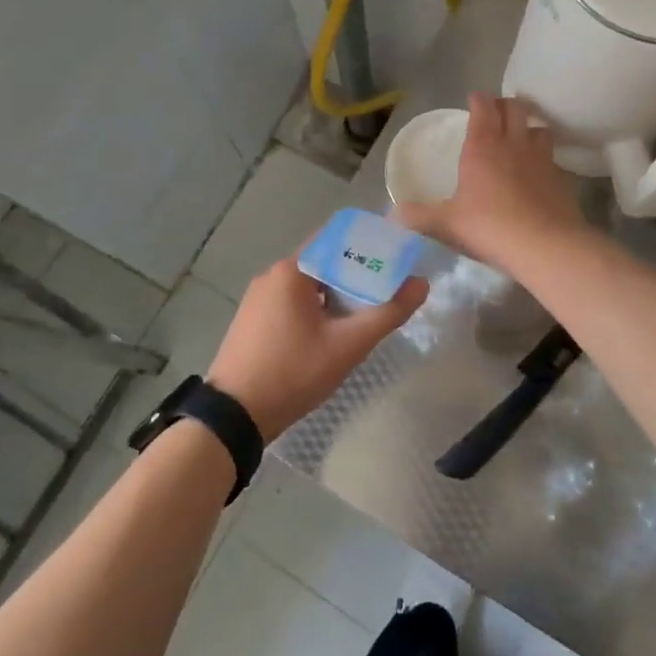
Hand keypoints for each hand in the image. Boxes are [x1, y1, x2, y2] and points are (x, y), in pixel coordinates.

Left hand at [207, 258, 427, 442]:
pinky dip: (316, 309)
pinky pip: (292, 302)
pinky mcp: (253, 320)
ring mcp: (258, 298)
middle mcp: (272, 275)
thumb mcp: (347, 346)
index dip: (367, 245)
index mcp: (291, 270)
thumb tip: (421, 284)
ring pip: (308, 285)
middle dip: (356, 274)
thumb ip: (387, 313)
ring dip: (336, 295)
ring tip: (366, 313)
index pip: (335, 240)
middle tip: (388, 290)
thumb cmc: (292, 373)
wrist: (234, 416)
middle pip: (323, 263)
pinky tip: (332, 332)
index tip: (395, 256)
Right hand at [395, 92, 591, 274]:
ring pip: (539, 127)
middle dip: (505, 104)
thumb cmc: (489, 226)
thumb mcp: (446, 223)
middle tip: (496, 113)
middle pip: (515, 107)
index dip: (478, 99)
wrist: (544, 246)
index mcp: (482, 146)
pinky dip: (543, 157)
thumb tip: (391, 214)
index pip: (483, 106)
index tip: (473, 100)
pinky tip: (536, 172)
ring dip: (529, 126)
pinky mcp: (561, 177)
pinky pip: (551, 156)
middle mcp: (513, 143)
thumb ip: (418, 216)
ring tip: (521, 137)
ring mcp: (541, 158)